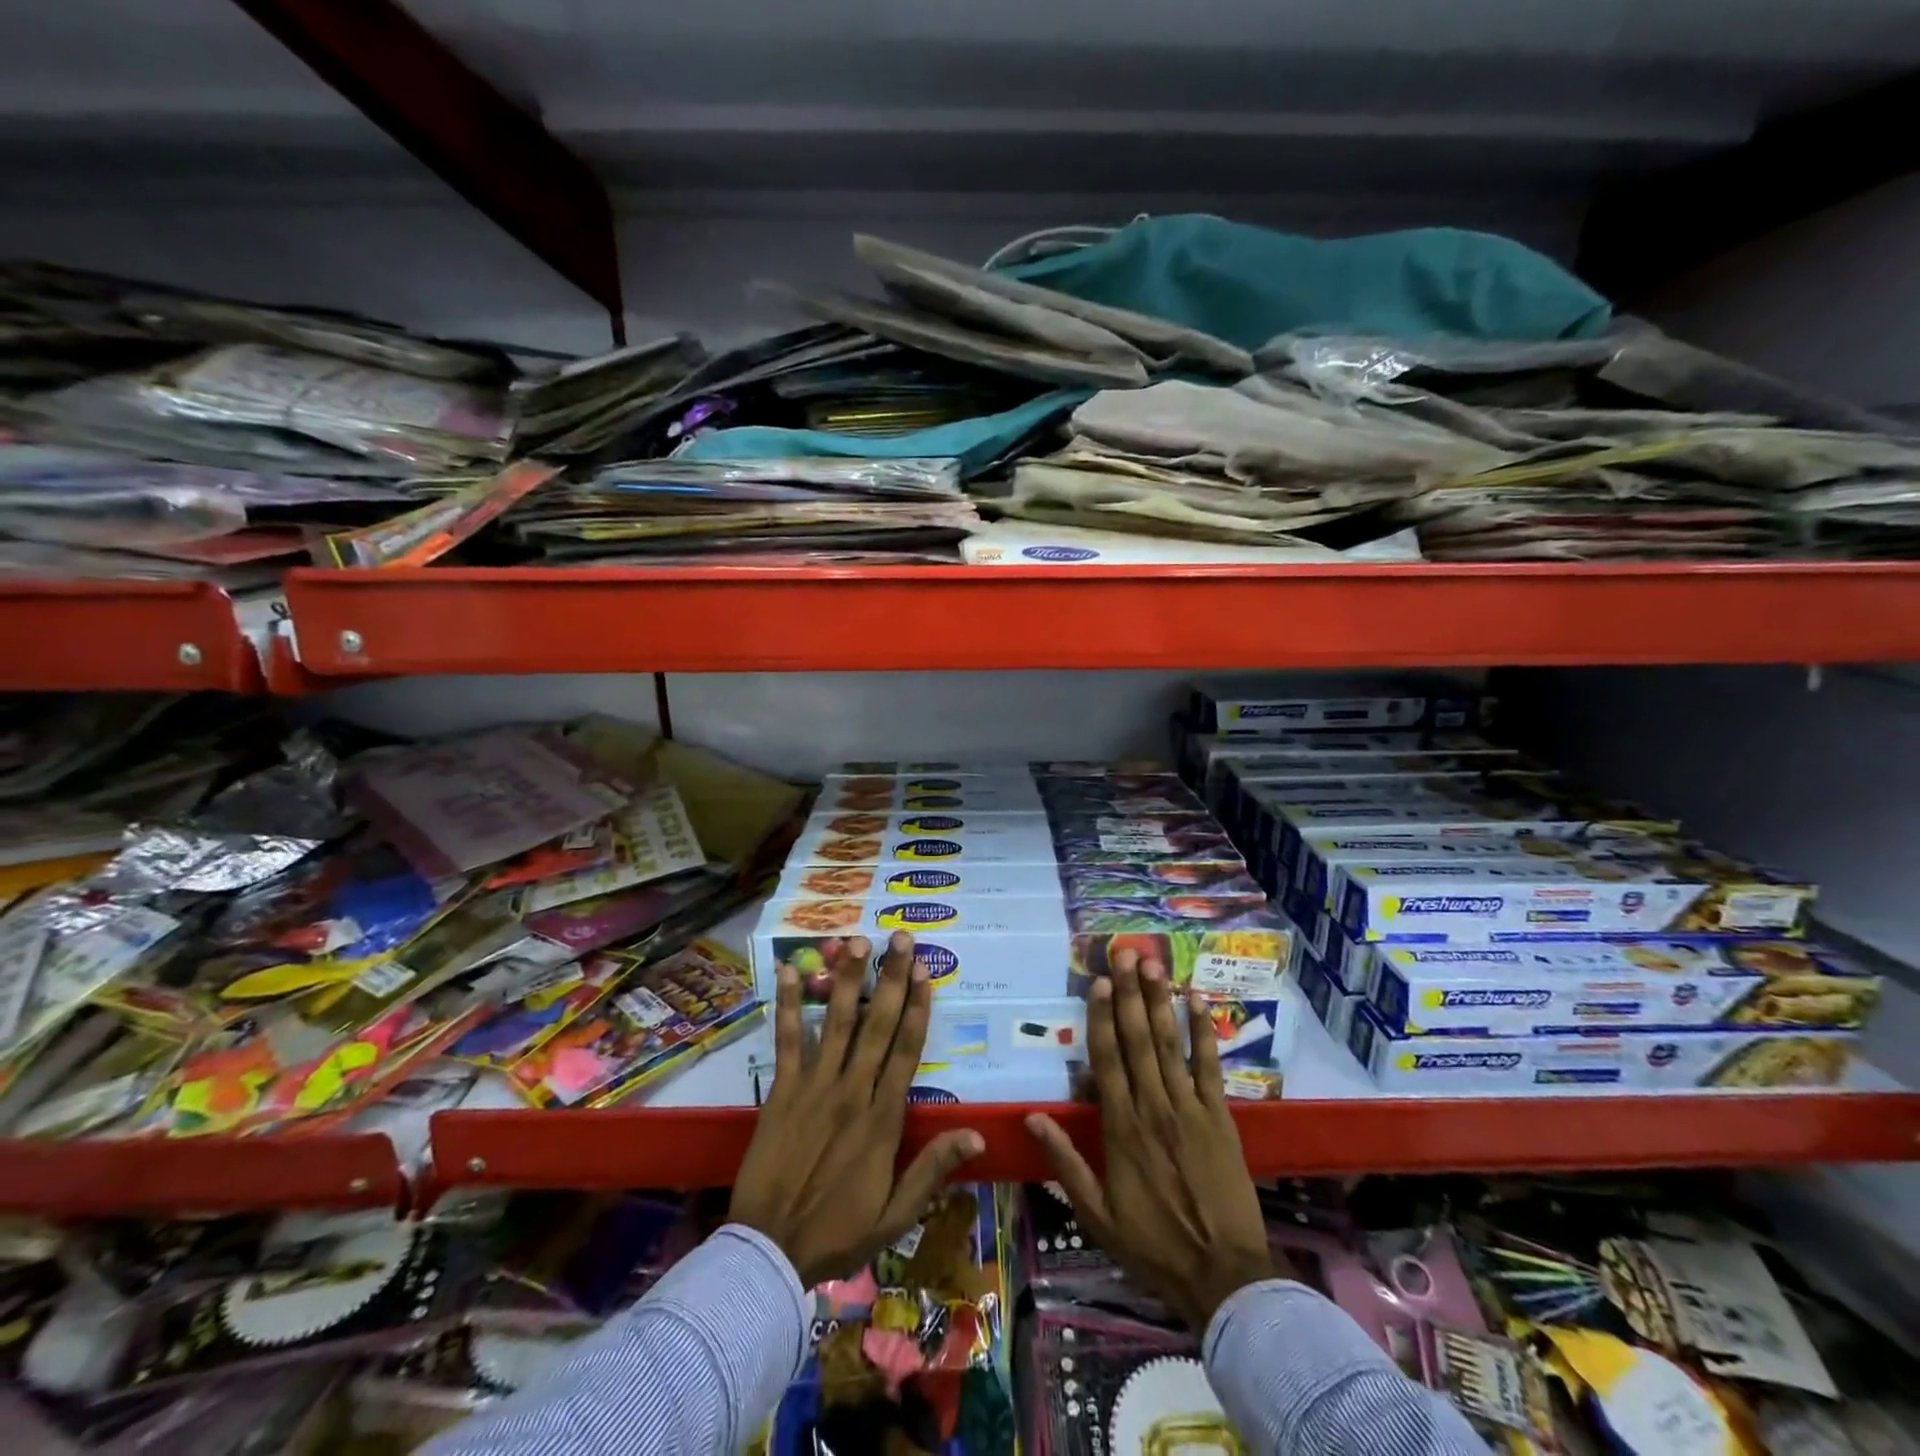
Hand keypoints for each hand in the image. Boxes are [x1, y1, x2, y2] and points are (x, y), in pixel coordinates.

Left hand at [730, 931, 983, 1287]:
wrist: (770, 1252)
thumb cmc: (838, 1233)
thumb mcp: (896, 1213)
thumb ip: (933, 1170)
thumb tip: (977, 1134)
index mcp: (883, 1118)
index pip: (907, 1051)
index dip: (917, 1008)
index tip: (925, 972)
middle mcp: (852, 1091)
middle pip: (877, 1024)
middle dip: (891, 978)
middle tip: (901, 938)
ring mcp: (814, 1087)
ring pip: (836, 1022)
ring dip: (847, 979)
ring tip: (856, 940)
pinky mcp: (781, 1091)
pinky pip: (786, 1041)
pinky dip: (786, 1006)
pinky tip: (787, 971)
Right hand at [1027, 950, 1279, 1331]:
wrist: (1224, 1275)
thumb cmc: (1153, 1244)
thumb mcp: (1097, 1213)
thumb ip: (1065, 1162)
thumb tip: (1032, 1117)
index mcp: (1121, 1128)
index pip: (1106, 1060)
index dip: (1100, 1018)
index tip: (1097, 981)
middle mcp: (1154, 1107)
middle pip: (1138, 1040)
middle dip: (1129, 994)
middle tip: (1125, 953)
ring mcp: (1190, 1108)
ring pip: (1171, 1044)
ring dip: (1161, 1001)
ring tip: (1153, 964)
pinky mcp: (1220, 1117)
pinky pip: (1211, 1066)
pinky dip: (1205, 1031)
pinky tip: (1199, 1000)